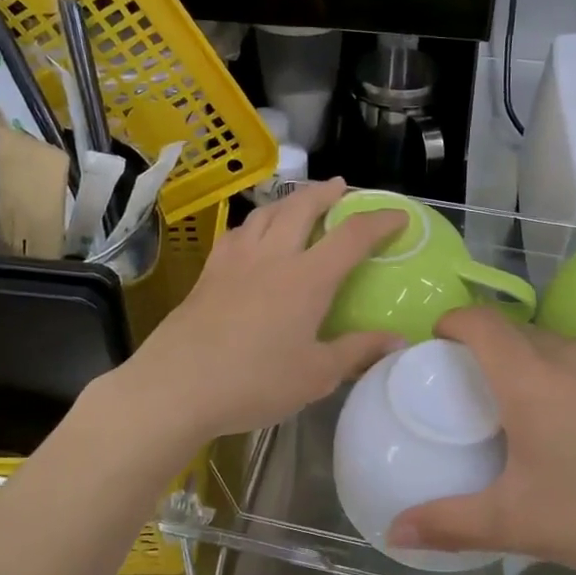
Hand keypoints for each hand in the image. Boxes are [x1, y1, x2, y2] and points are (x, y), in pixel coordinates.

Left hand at [119, 180, 405, 444]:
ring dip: (290, 200)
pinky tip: (254, 234)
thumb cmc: (255, 382)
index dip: (379, 221)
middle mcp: (273, 257)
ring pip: (266, 213)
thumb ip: (357, 352)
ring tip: (300, 202)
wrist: (177, 386)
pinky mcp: (209, 272)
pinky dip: (256, 223)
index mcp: (307, 278)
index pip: (351, 236)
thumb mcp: (316, 375)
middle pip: (302, 207)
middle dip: (326, 193)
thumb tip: (396, 340)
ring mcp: (236, 260)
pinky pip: (238, 232)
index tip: (398, 216)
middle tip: (341, 188)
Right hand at [386, 309, 575, 574]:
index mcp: (530, 378)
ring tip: (533, 396)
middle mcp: (570, 353)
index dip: (451, 323)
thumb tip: (394, 533)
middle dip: (486, 350)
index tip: (437, 350)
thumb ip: (450, 524)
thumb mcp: (521, 525)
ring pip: (558, 338)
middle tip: (475, 394)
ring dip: (534, 355)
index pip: (479, 321)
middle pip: (514, 331)